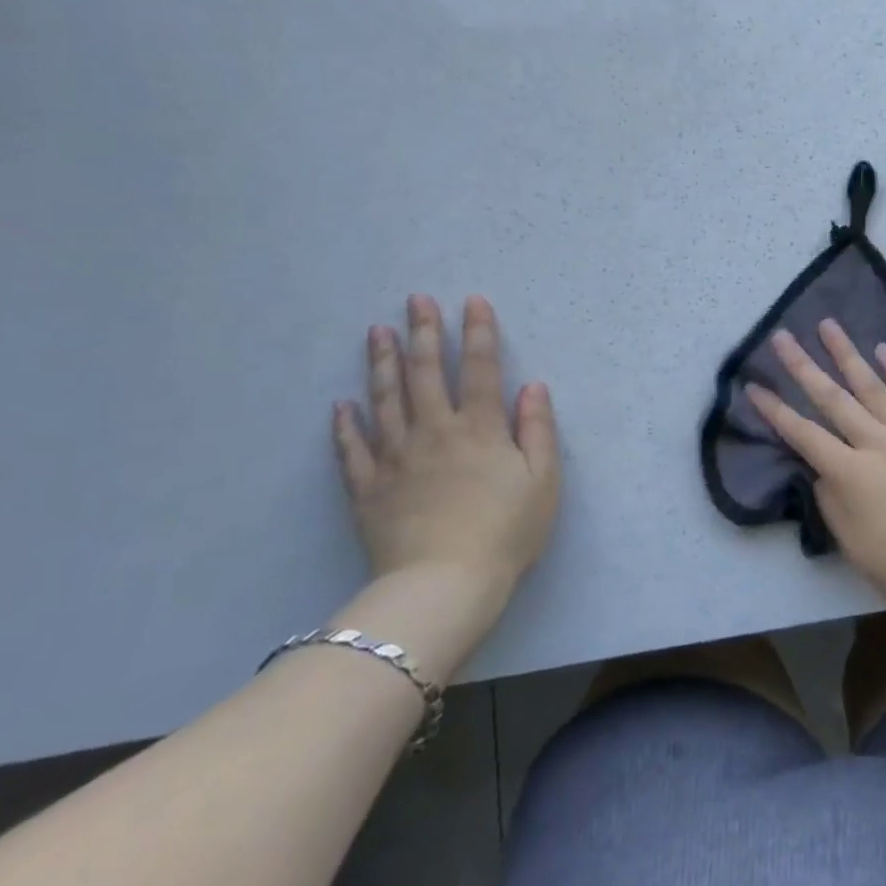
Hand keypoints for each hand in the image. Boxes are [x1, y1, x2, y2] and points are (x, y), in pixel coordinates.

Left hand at [334, 295, 560, 606]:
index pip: (481, 369)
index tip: (472, 301)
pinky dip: (346, 425)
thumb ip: (538, 429)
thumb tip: (532, 386)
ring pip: (387, 400)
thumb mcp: (544, 480)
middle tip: (415, 300)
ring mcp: (396, 459)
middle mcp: (436, 432)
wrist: (444, 585)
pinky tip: (342, 404)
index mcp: (481, 429)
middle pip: (428, 374)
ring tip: (378, 333)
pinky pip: (353, 450)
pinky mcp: (368, 489)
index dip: (478, 332)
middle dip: (424, 333)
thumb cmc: (506, 532)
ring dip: (384, 364)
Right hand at [748, 321, 885, 626]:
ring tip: (829, 326)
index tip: (753, 385)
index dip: (775, 411)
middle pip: (833, 398)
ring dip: (848, 353)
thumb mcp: (851, 541)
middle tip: (783, 336)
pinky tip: (885, 351)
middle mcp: (878, 442)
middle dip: (803, 366)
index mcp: (851, 472)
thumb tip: (823, 467)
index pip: (803, 434)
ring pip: (873, 385)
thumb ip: (831, 498)